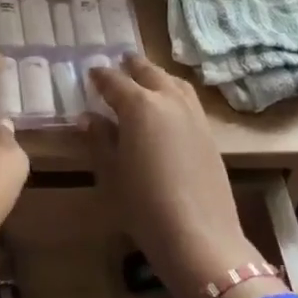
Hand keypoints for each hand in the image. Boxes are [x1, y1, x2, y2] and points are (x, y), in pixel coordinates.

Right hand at [84, 55, 285, 297]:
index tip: (91, 71)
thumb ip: (99, 139)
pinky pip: (189, 100)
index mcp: (139, 105)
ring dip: (157, 76)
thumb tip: (88, 117)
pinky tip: (168, 107)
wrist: (199, 235)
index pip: (115, 81)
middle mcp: (169, 100)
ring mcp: (194, 115)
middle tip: (120, 62)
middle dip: (132, 66)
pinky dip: (174, 93)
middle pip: (149, 73)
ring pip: (174, 82)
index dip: (101, 76)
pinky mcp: (210, 133)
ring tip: (146, 78)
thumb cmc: (143, 205)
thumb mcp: (111, 172)